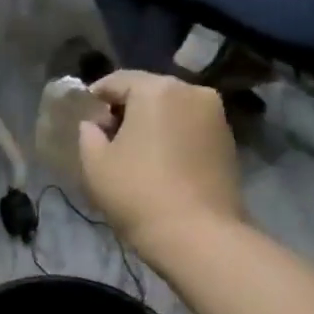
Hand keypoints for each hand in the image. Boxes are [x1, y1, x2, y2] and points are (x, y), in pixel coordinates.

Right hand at [77, 71, 241, 255]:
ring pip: (173, 109)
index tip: (84, 118)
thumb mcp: (95, 163)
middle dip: (126, 109)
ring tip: (135, 152)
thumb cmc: (137, 192)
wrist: (197, 234)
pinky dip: (173, 137)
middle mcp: (192, 91)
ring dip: (152, 123)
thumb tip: (94, 125)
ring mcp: (216, 115)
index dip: (95, 97)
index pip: (117, 80)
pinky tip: (161, 163)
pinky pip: (190, 128)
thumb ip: (88, 134)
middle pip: (149, 91)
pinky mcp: (228, 140)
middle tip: (107, 136)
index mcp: (157, 89)